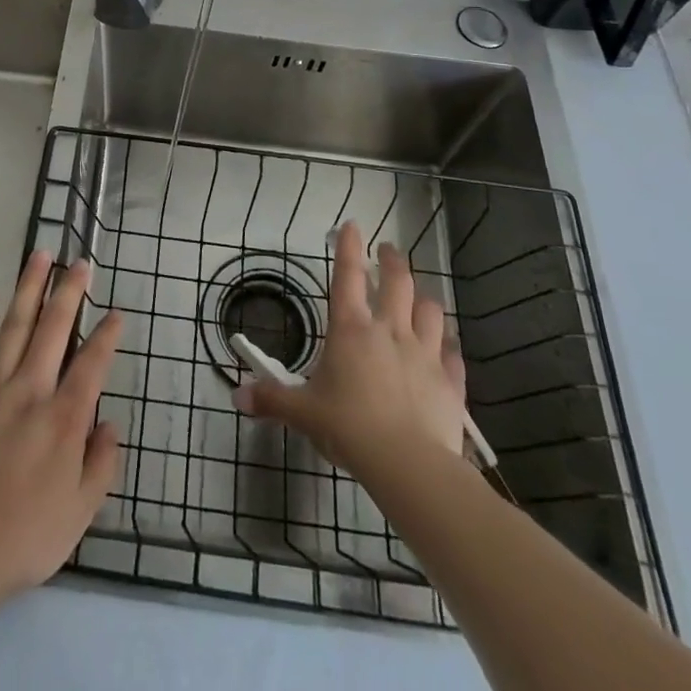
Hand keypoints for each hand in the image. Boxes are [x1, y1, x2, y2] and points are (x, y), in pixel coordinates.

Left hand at [0, 251, 124, 603]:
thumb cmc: (23, 537)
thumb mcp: (80, 513)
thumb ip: (101, 464)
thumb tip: (110, 423)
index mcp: (64, 419)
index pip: (93, 363)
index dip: (107, 334)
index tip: (116, 313)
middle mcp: (31, 391)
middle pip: (54, 328)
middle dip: (70, 291)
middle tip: (80, 263)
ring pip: (16, 324)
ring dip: (30, 287)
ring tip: (40, 255)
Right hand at [234, 221, 467, 480]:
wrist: (408, 465)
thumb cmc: (348, 427)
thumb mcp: (303, 413)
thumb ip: (272, 400)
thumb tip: (238, 397)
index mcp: (350, 328)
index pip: (348, 274)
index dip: (348, 246)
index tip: (352, 225)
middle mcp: (389, 330)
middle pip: (398, 281)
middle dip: (392, 260)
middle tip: (388, 250)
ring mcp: (424, 353)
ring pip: (431, 310)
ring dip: (423, 298)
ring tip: (418, 297)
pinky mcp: (450, 381)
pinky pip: (452, 354)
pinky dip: (448, 346)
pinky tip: (445, 348)